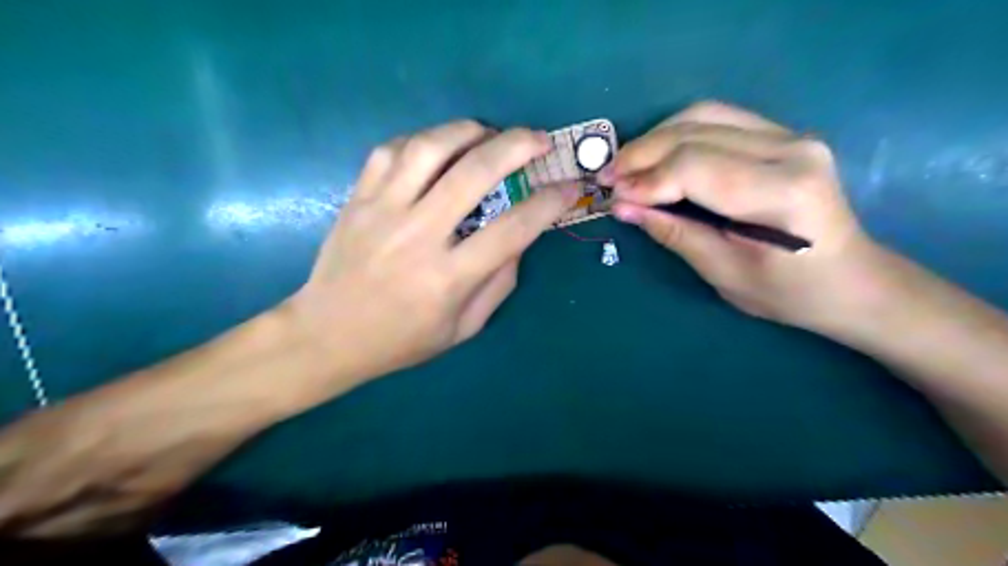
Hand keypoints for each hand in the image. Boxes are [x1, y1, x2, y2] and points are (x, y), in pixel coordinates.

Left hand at [289, 120, 574, 383]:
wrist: (327, 335)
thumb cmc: (401, 340)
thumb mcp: (462, 328)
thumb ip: (499, 283)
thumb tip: (521, 238)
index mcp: (448, 278)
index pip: (513, 229)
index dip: (549, 203)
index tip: (568, 187)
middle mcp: (418, 236)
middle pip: (474, 172)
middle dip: (517, 146)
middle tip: (539, 139)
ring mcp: (383, 211)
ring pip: (430, 148)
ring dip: (469, 131)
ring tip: (491, 133)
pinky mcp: (358, 198)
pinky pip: (392, 150)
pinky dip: (424, 140)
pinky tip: (440, 147)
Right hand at [605, 101, 884, 331]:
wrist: (851, 280)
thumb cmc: (789, 292)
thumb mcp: (725, 273)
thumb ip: (675, 233)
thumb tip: (623, 207)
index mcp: (783, 192)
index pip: (697, 167)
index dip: (646, 180)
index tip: (612, 196)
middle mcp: (792, 149)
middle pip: (696, 133)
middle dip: (642, 154)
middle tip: (607, 177)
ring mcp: (790, 135)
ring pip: (703, 115)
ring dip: (655, 138)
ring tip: (625, 166)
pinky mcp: (781, 135)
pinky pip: (717, 120)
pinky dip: (676, 134)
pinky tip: (656, 156)